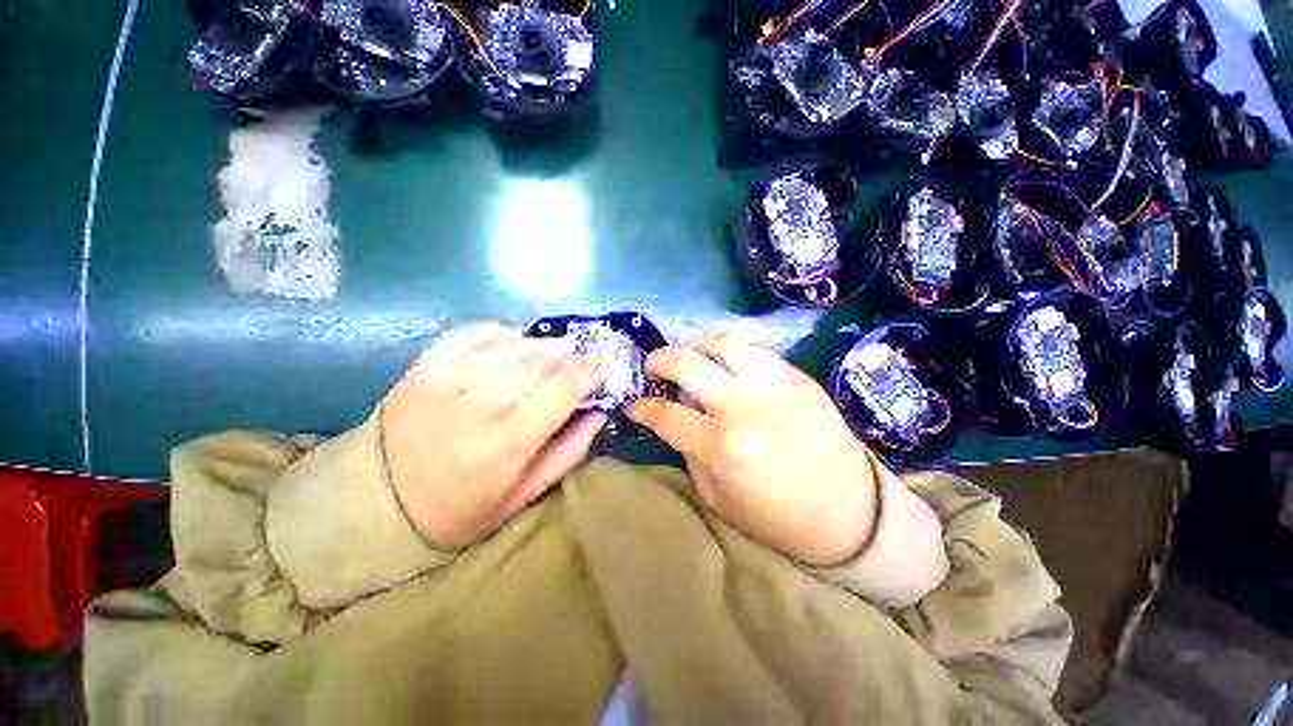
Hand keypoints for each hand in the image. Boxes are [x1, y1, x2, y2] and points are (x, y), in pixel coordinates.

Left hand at [381, 323, 605, 550]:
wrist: (380, 505)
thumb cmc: (462, 509)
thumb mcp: (524, 496)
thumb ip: (568, 453)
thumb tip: (598, 414)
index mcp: (508, 444)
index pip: (560, 392)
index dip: (586, 374)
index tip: (597, 367)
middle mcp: (479, 407)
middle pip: (537, 364)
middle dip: (567, 355)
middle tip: (580, 354)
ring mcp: (446, 383)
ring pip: (507, 348)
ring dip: (539, 342)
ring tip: (555, 345)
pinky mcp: (421, 371)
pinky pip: (466, 337)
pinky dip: (495, 331)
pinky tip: (513, 335)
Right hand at [627, 333, 877, 565]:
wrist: (850, 513)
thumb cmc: (778, 517)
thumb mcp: (718, 498)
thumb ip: (690, 452)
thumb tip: (675, 417)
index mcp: (722, 447)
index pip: (665, 414)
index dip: (642, 407)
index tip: (634, 404)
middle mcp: (744, 406)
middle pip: (687, 364)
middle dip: (659, 360)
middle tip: (652, 366)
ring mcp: (774, 385)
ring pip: (722, 344)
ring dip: (695, 346)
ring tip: (688, 357)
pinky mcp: (797, 377)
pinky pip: (755, 349)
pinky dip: (729, 349)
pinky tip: (723, 360)